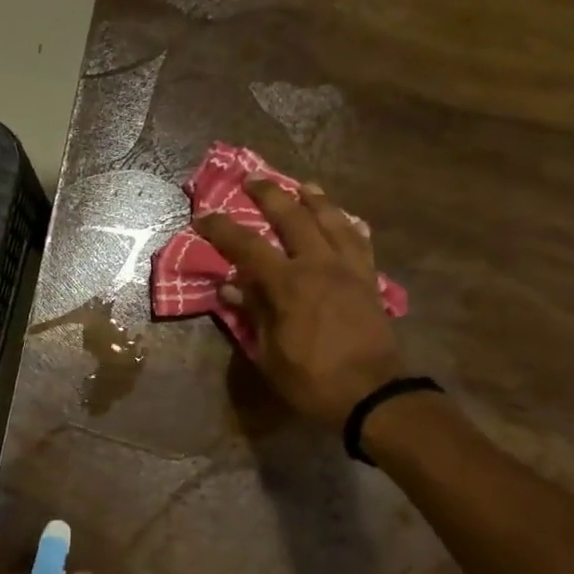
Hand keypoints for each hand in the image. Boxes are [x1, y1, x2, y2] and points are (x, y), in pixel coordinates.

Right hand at [194, 177, 406, 428]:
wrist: (372, 394)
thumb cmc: (312, 380)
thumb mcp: (270, 354)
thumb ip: (253, 314)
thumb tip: (231, 289)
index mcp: (288, 284)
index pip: (247, 247)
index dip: (222, 229)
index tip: (202, 216)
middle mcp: (319, 264)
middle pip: (293, 216)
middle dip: (270, 194)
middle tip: (253, 180)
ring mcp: (349, 268)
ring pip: (332, 219)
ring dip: (314, 199)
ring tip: (303, 185)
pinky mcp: (369, 279)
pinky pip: (359, 241)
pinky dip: (348, 224)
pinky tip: (344, 219)